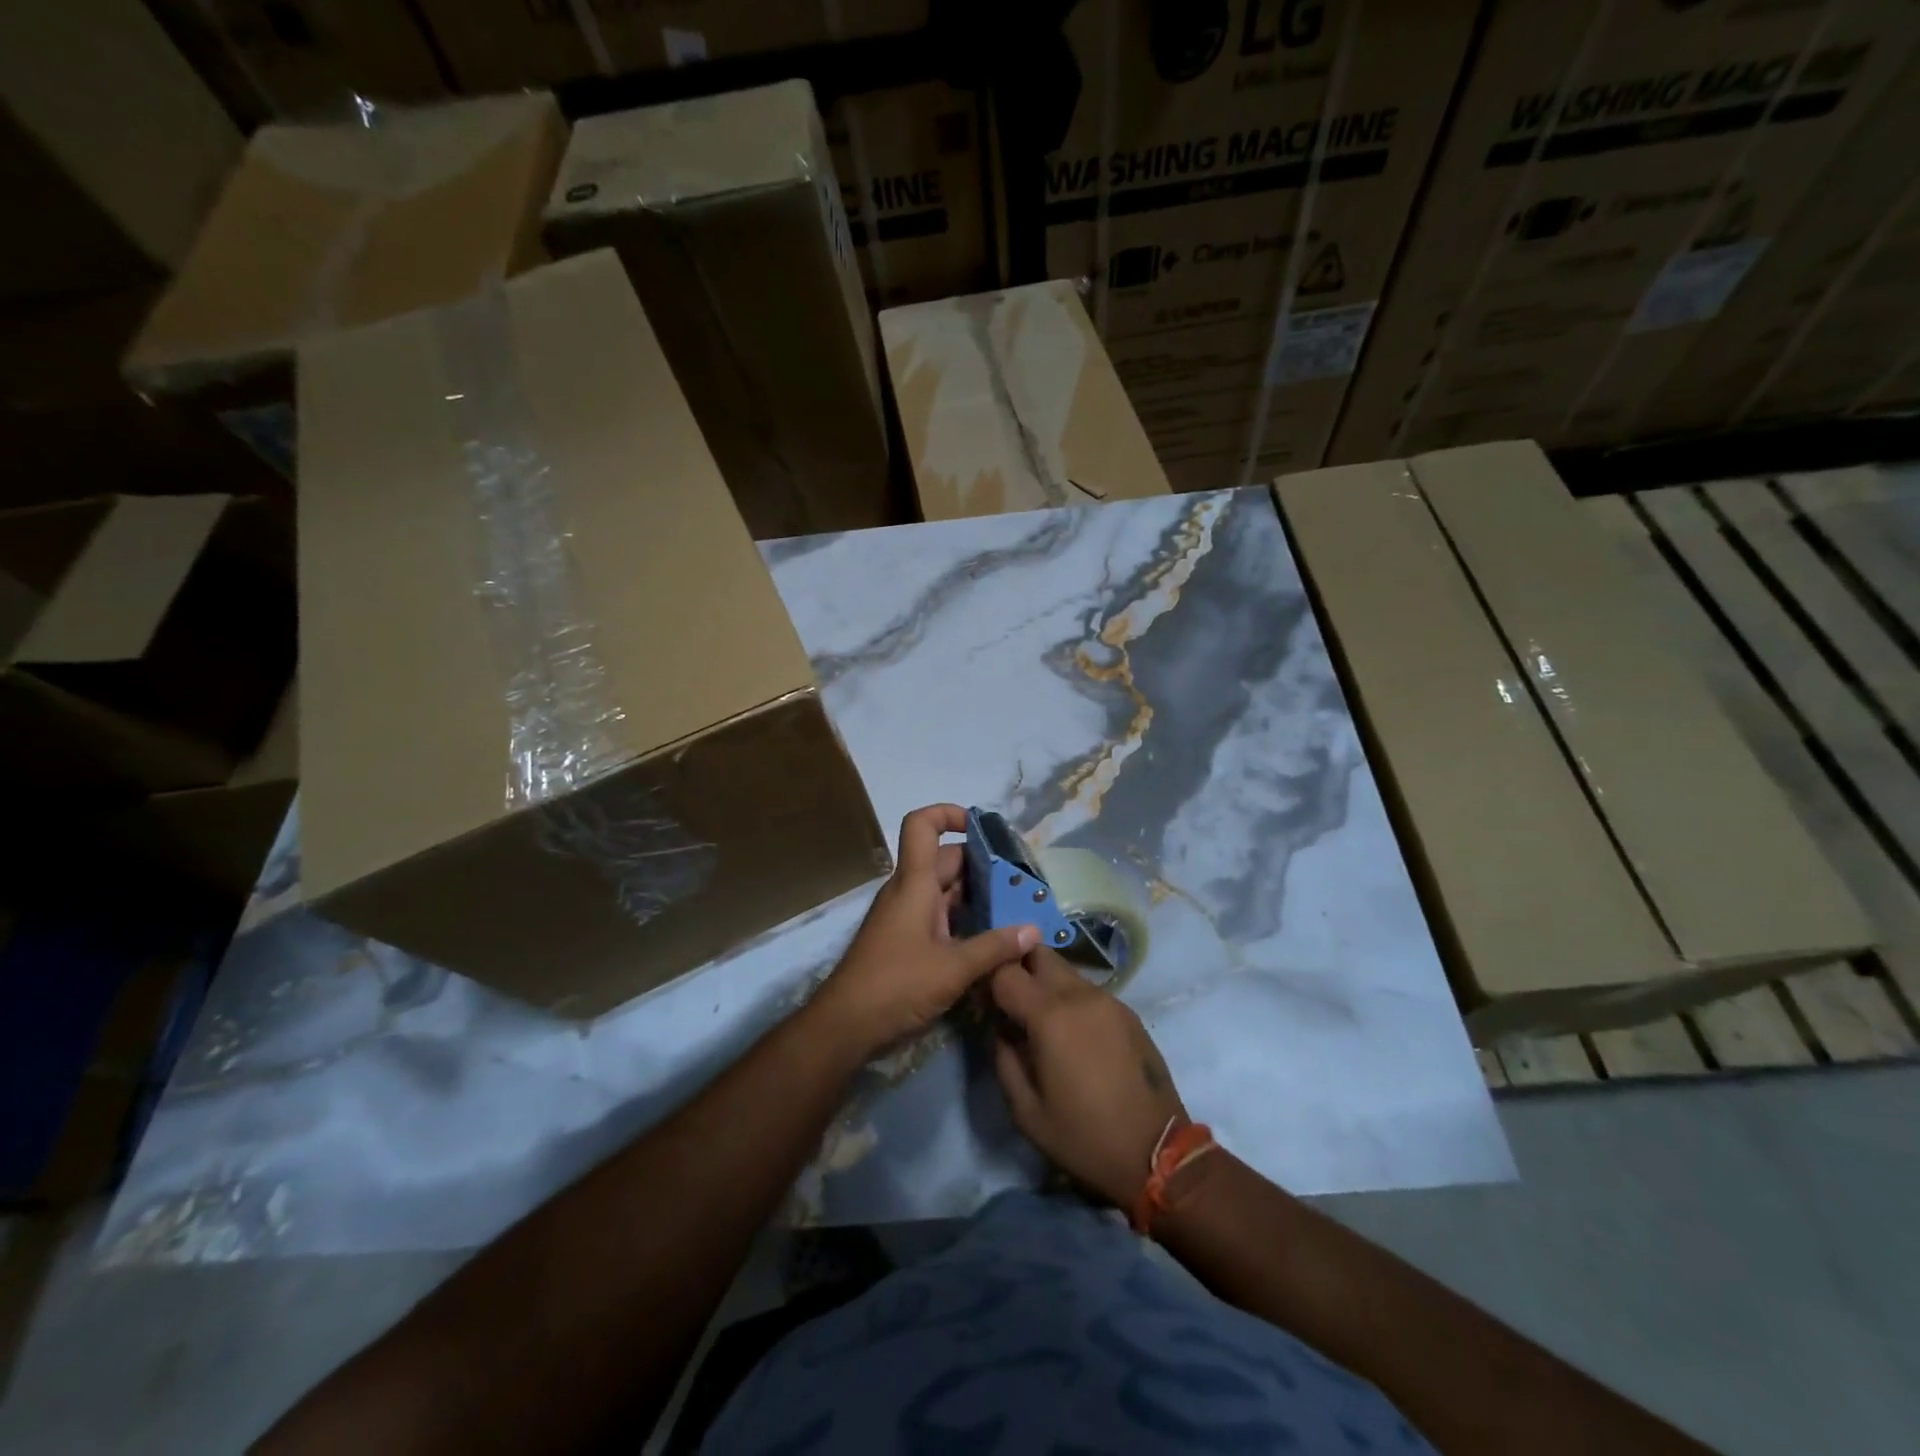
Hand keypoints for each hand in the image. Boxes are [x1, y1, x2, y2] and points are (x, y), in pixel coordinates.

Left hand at [812, 804, 1038, 1059]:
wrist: (846, 1024)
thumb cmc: (897, 985)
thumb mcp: (953, 968)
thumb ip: (995, 948)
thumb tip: (1033, 931)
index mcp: (914, 882)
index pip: (922, 825)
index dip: (949, 814)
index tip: (983, 829)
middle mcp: (908, 890)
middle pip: (945, 860)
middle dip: (982, 865)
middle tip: (1020, 882)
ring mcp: (905, 915)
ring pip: (944, 890)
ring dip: (976, 895)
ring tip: (1016, 909)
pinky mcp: (905, 939)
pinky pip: (939, 914)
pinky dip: (964, 918)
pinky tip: (991, 938)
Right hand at [988, 947, 1185, 1206]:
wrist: (1158, 1155)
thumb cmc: (1084, 1138)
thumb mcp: (1026, 1112)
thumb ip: (1004, 1059)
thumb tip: (1000, 1028)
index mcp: (1050, 1016)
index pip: (1006, 970)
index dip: (987, 976)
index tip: (980, 997)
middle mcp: (1080, 995)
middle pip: (1038, 953)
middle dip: (1017, 966)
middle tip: (1007, 999)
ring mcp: (1108, 1000)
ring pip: (1065, 970)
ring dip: (1044, 982)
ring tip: (1038, 1019)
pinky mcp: (1127, 1012)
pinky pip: (1087, 990)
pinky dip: (1069, 998)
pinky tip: (1071, 1033)